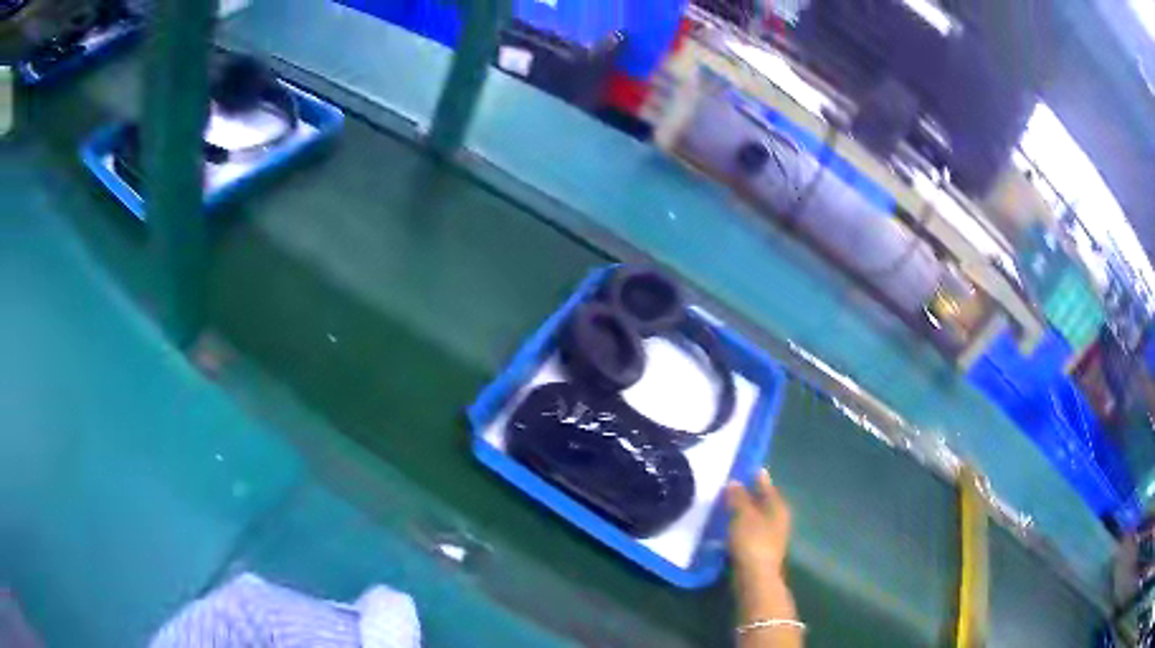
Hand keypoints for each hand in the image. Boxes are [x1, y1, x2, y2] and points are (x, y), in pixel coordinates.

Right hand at [726, 468, 791, 578]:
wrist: (755, 578)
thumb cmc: (752, 541)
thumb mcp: (742, 515)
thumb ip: (738, 497)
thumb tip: (734, 482)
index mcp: (778, 507)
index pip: (767, 486)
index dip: (756, 477)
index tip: (744, 467)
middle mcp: (778, 519)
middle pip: (763, 502)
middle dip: (749, 495)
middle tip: (730, 486)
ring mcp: (771, 536)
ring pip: (756, 517)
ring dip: (743, 512)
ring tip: (725, 506)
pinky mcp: (760, 550)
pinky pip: (749, 531)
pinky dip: (740, 526)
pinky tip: (727, 527)